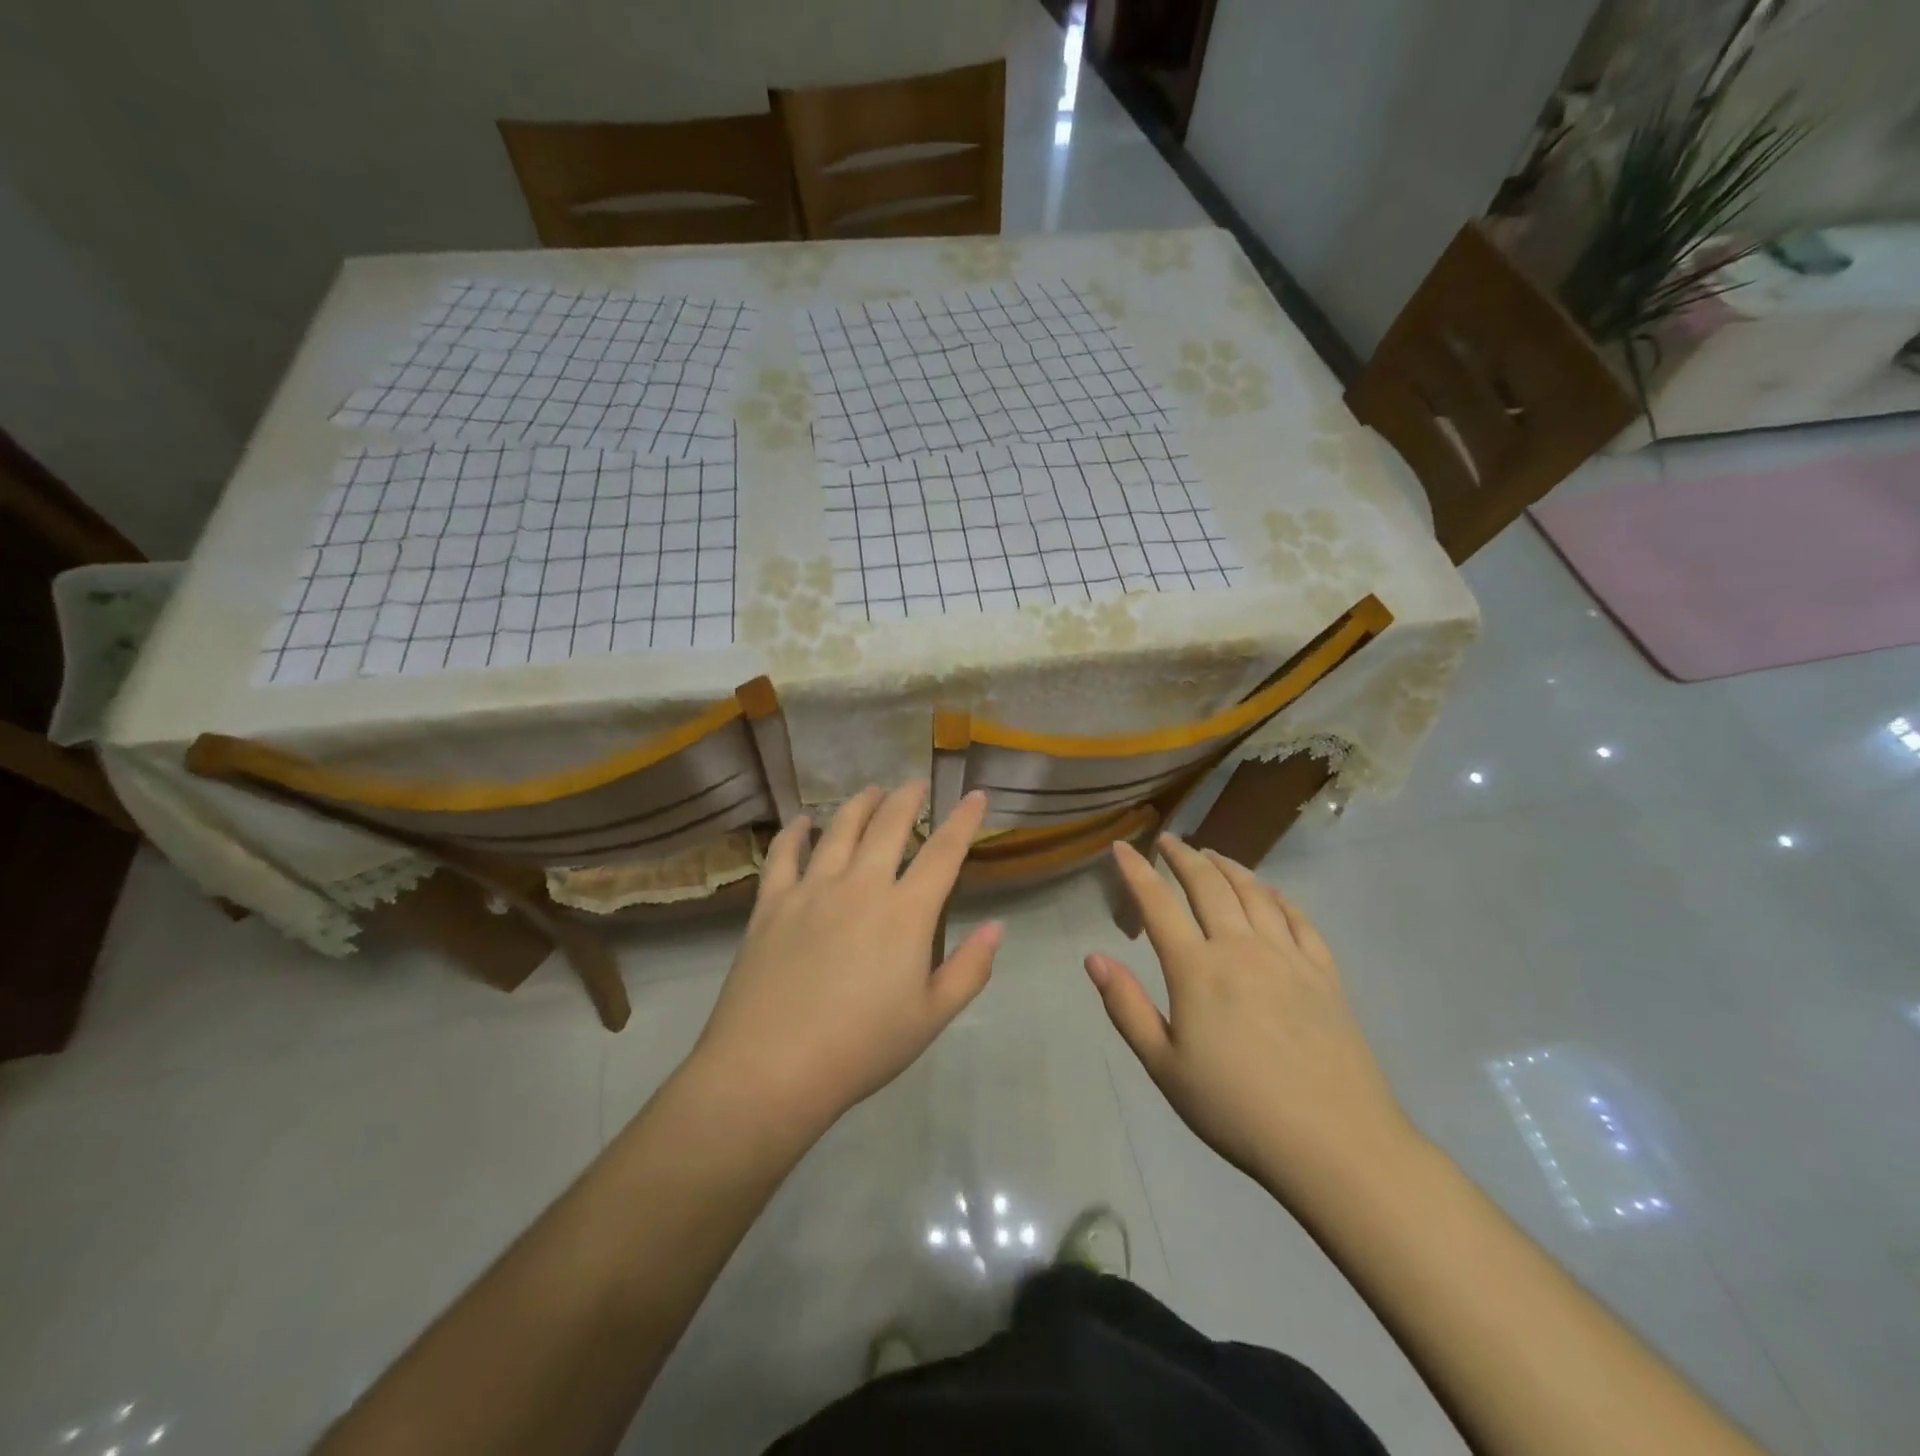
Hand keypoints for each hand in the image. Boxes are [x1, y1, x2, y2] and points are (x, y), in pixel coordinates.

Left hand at [688, 783, 999, 1138]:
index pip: (944, 852)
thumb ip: (970, 969)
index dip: (963, 820)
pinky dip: (795, 832)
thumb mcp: (931, 1018)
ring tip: (872, 791)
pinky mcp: (771, 904)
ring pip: (839, 829)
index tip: (975, 795)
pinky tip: (802, 822)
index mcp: (905, 913)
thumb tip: (998, 927)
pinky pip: (783, 855)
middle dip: (907, 798)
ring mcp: (811, 890)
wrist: (771, 1069)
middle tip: (915, 784)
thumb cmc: (861, 1048)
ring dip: (860, 804)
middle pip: (889, 826)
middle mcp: (860, 886)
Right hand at [1087, 835, 1417, 1198]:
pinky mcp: (1324, 973)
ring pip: (1254, 892)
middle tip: (1168, 841)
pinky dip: (1277, 895)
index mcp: (1197, 969)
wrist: (1335, 1144)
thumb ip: (1126, 1008)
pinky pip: (1298, 918)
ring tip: (1212, 854)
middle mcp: (1241, 948)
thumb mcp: (1165, 1067)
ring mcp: (1288, 956)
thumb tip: (1093, 958)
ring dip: (1228, 866)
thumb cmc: (1237, 1109)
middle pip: (1209, 885)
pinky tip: (1269, 892)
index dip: (1136, 872)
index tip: (1122, 847)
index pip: (1159, 904)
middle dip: (1184, 857)